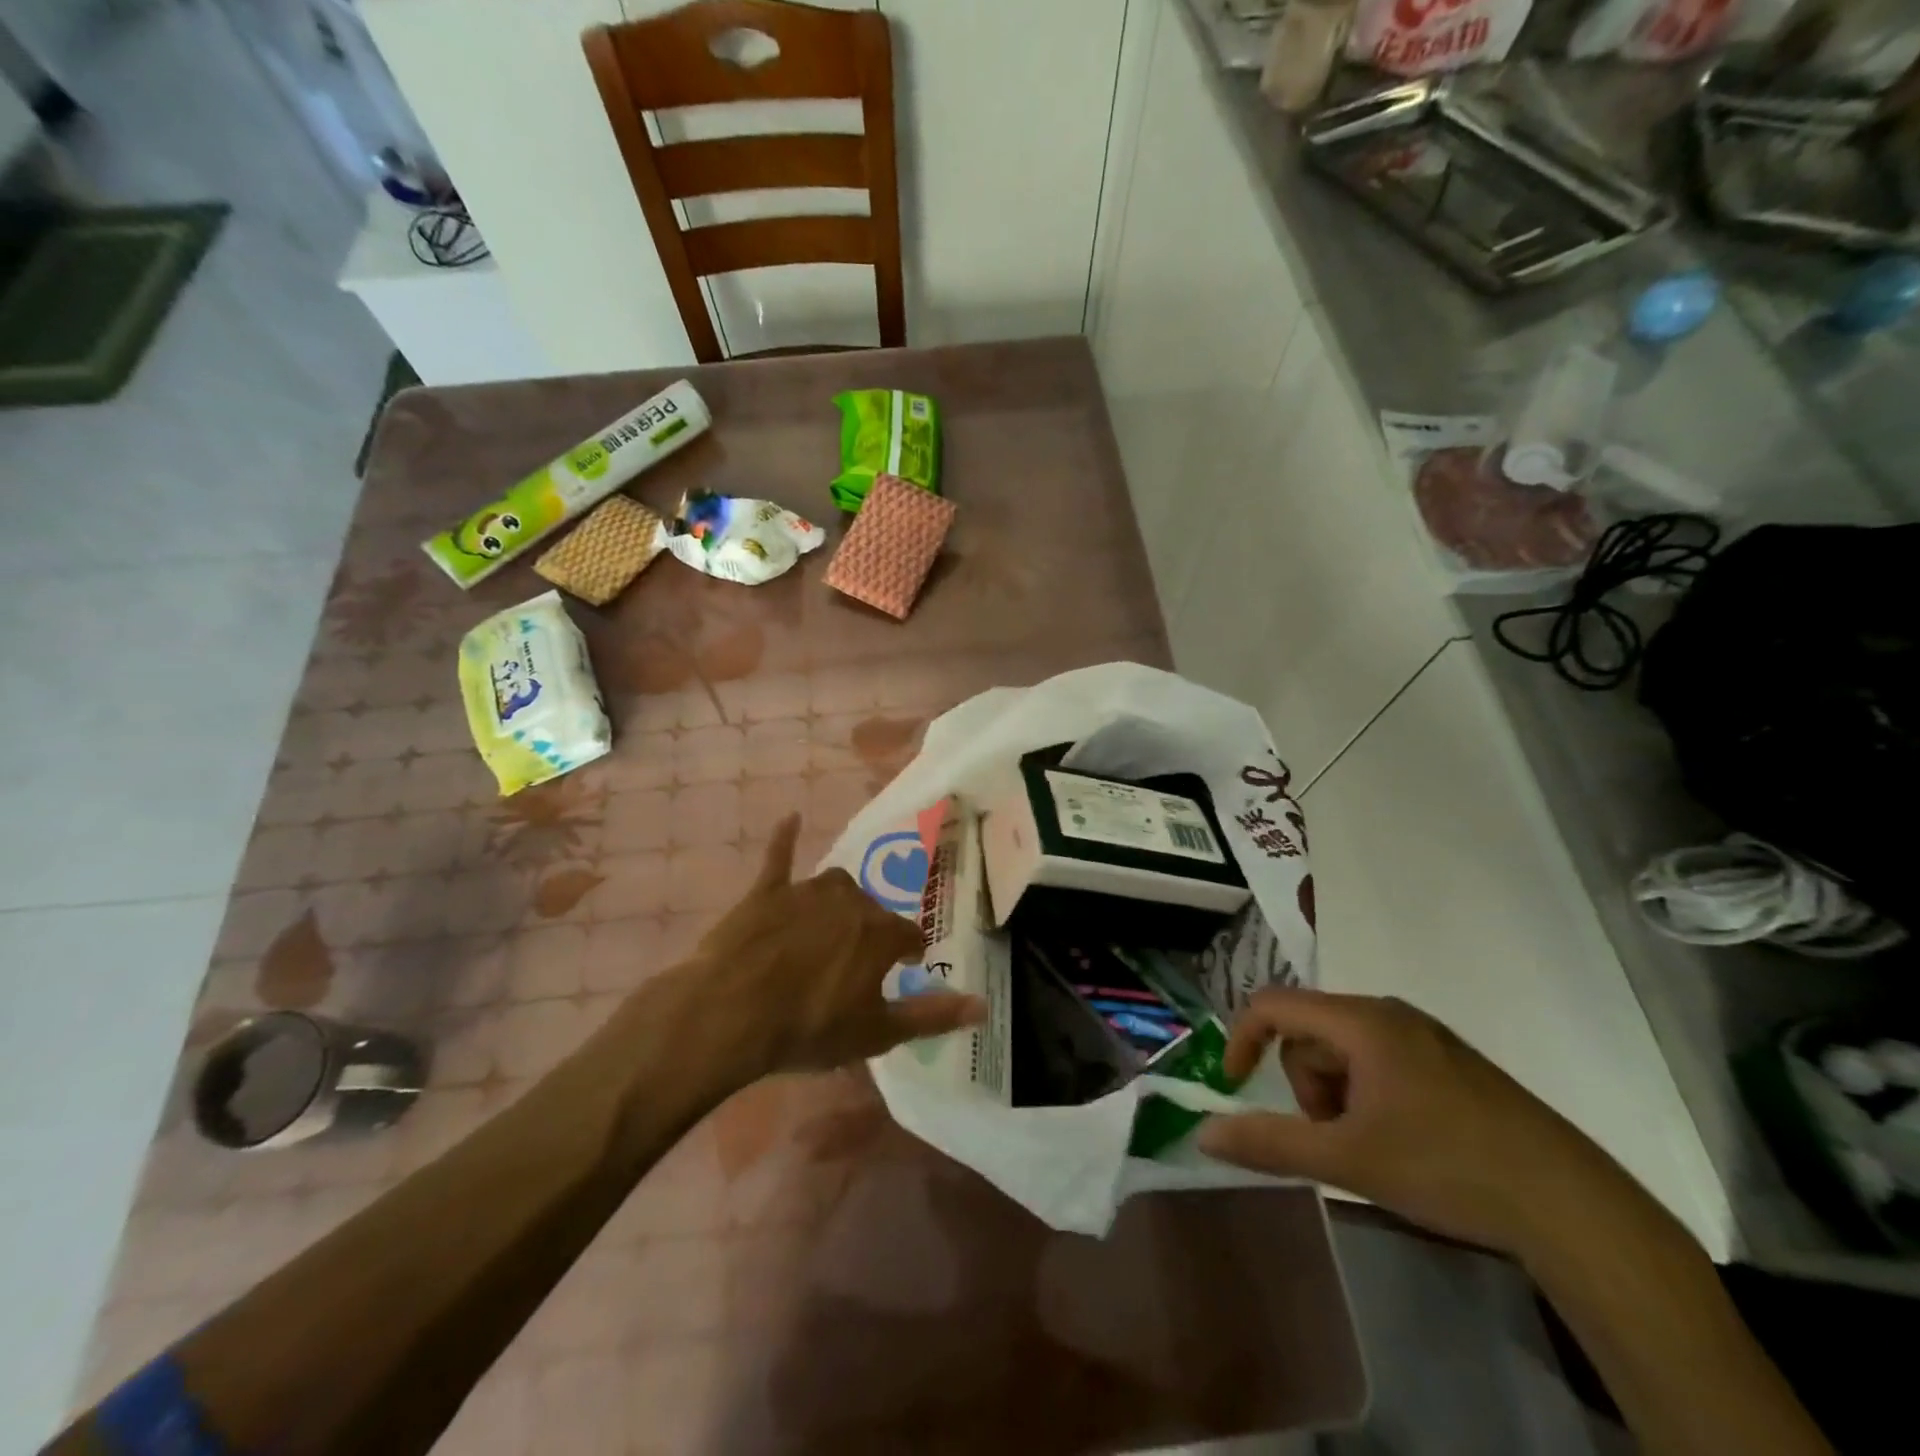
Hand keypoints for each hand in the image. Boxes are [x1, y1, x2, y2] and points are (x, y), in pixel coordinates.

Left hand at [687, 813, 985, 1074]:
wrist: (731, 1013)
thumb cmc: (810, 1026)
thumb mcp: (876, 1032)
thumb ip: (932, 1016)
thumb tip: (983, 1005)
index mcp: (879, 932)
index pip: (908, 935)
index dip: (908, 951)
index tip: (905, 964)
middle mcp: (851, 900)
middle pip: (872, 909)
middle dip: (872, 930)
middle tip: (861, 960)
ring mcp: (806, 892)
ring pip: (835, 887)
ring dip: (840, 902)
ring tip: (834, 925)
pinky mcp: (767, 893)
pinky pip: (780, 858)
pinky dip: (785, 840)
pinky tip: (790, 818)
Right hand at [1197, 989, 1646, 1259]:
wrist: (1572, 1207)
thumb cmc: (1447, 1168)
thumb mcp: (1347, 1160)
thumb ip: (1270, 1143)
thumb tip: (1204, 1133)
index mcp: (1361, 1020)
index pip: (1272, 1004)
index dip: (1242, 1039)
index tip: (1237, 1088)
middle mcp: (1390, 1013)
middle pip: (1310, 1032)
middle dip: (1305, 1084)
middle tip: (1333, 1138)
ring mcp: (1426, 1035)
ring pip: (1345, 1050)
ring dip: (1336, 1094)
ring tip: (1370, 1146)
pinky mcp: (1451, 1062)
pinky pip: (1381, 1060)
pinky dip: (1367, 1094)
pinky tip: (1403, 1141)